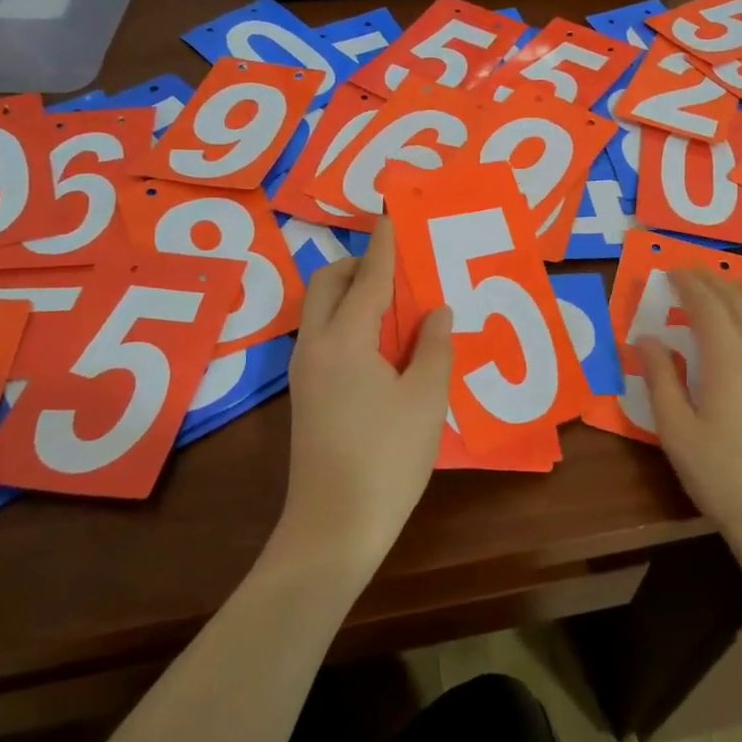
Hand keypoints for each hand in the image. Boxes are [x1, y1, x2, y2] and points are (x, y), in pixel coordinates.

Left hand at [281, 219, 453, 574]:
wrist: (333, 528)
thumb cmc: (387, 459)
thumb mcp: (425, 400)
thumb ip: (433, 346)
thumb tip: (436, 310)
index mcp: (344, 340)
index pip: (368, 278)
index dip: (385, 244)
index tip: (393, 213)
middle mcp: (315, 345)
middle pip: (329, 284)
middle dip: (360, 265)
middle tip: (401, 272)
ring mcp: (305, 371)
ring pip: (323, 310)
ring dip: (354, 294)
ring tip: (398, 305)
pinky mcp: (306, 393)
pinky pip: (326, 336)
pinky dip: (350, 322)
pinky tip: (384, 345)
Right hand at [640, 272, 741, 556]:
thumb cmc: (720, 476)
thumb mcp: (674, 429)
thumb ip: (660, 379)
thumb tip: (647, 339)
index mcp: (728, 359)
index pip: (707, 306)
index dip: (689, 284)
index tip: (672, 272)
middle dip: (717, 283)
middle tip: (696, 273)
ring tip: (737, 288)